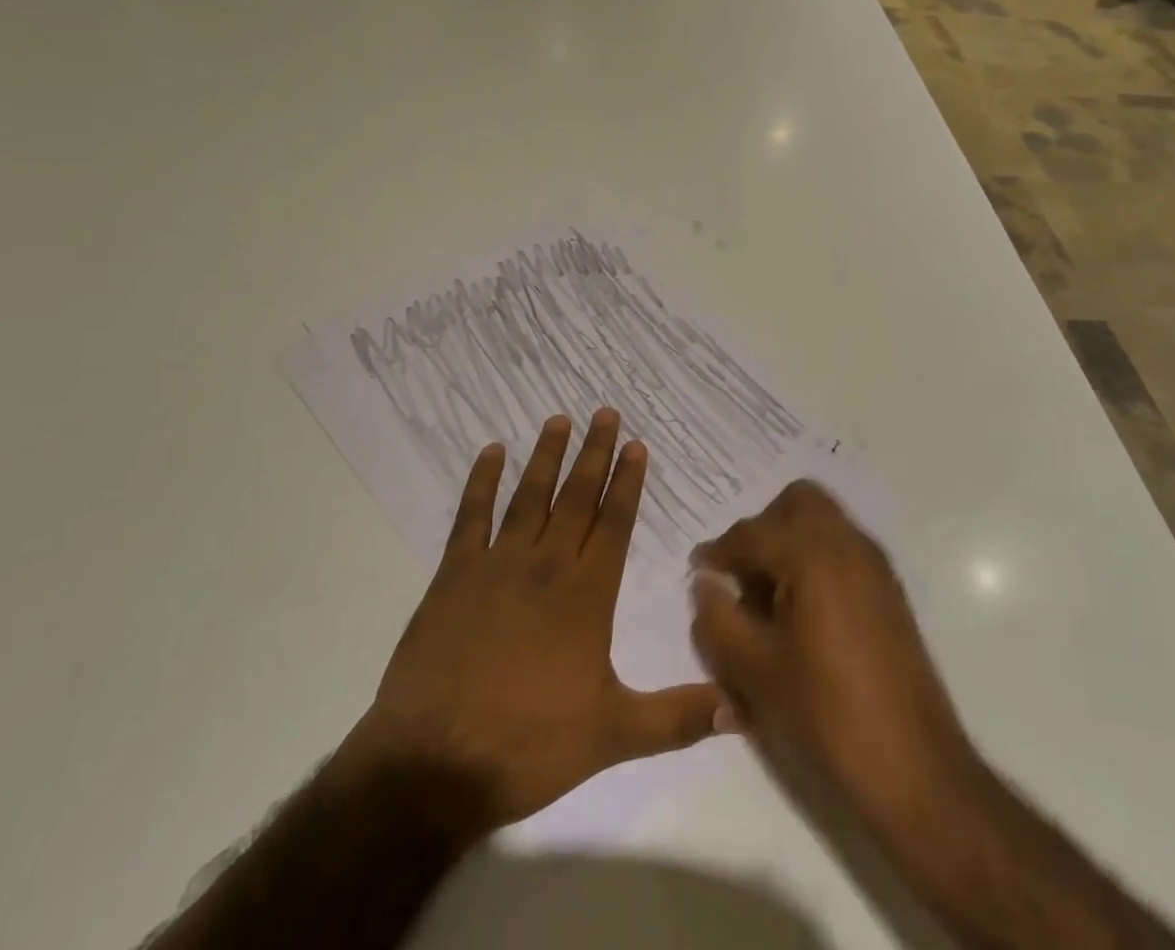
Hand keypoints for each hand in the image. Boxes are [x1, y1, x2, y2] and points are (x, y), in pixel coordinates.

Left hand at [350, 409, 723, 834]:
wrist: (436, 762)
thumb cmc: (529, 745)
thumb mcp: (614, 736)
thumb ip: (677, 718)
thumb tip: (738, 708)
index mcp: (587, 595)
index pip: (614, 523)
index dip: (627, 482)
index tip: (635, 444)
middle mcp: (546, 566)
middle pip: (576, 497)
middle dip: (594, 453)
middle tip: (604, 412)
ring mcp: (497, 565)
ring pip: (529, 496)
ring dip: (546, 456)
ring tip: (558, 419)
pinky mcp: (454, 575)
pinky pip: (471, 516)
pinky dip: (481, 481)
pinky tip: (491, 452)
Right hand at [689, 480, 976, 834]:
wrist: (916, 774)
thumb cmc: (826, 716)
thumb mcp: (754, 671)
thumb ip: (716, 618)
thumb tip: (706, 584)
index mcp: (813, 554)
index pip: (751, 532)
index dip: (718, 551)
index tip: (698, 573)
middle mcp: (848, 545)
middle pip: (797, 502)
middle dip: (763, 529)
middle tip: (741, 575)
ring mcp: (875, 567)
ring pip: (823, 523)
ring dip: (789, 543)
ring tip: (767, 599)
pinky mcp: (889, 593)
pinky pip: (842, 550)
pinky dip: (815, 561)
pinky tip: (799, 615)